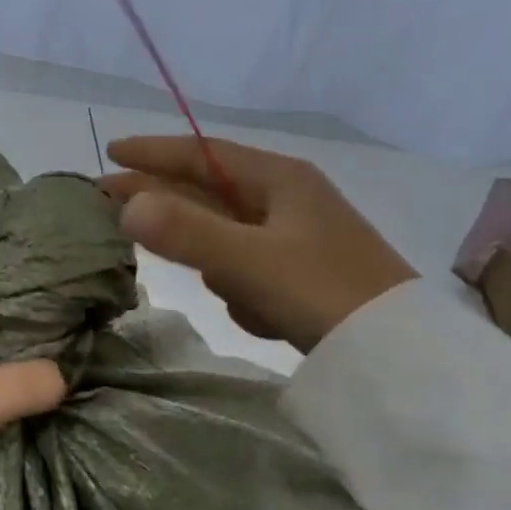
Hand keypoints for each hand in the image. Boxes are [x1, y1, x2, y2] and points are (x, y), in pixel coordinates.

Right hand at [100, 136, 416, 353]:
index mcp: (280, 180)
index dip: (155, 152)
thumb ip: (185, 231)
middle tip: (108, 202)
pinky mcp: (301, 273)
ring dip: (216, 263)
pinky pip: (248, 270)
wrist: (402, 357)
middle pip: (208, 191)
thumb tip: (125, 204)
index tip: (111, 153)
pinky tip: (261, 315)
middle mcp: (287, 199)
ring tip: (227, 290)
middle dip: (163, 201)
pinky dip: (243, 289)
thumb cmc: (324, 293)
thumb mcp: (249, 260)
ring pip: (226, 236)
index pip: (203, 154)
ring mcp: (296, 237)